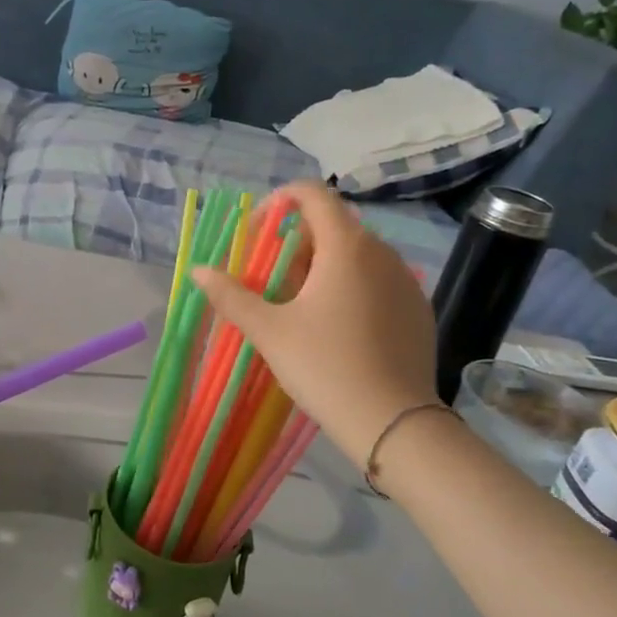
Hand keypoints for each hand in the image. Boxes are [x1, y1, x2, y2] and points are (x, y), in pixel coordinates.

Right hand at [193, 181, 438, 465]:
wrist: (394, 423)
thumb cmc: (325, 366)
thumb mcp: (269, 331)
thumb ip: (231, 295)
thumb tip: (198, 270)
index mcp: (346, 246)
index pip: (313, 194)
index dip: (280, 200)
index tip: (257, 231)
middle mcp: (381, 252)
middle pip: (333, 223)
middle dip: (296, 240)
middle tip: (271, 276)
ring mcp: (406, 280)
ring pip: (358, 253)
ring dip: (324, 262)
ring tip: (301, 302)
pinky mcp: (418, 308)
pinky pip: (379, 279)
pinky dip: (352, 284)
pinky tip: (338, 325)